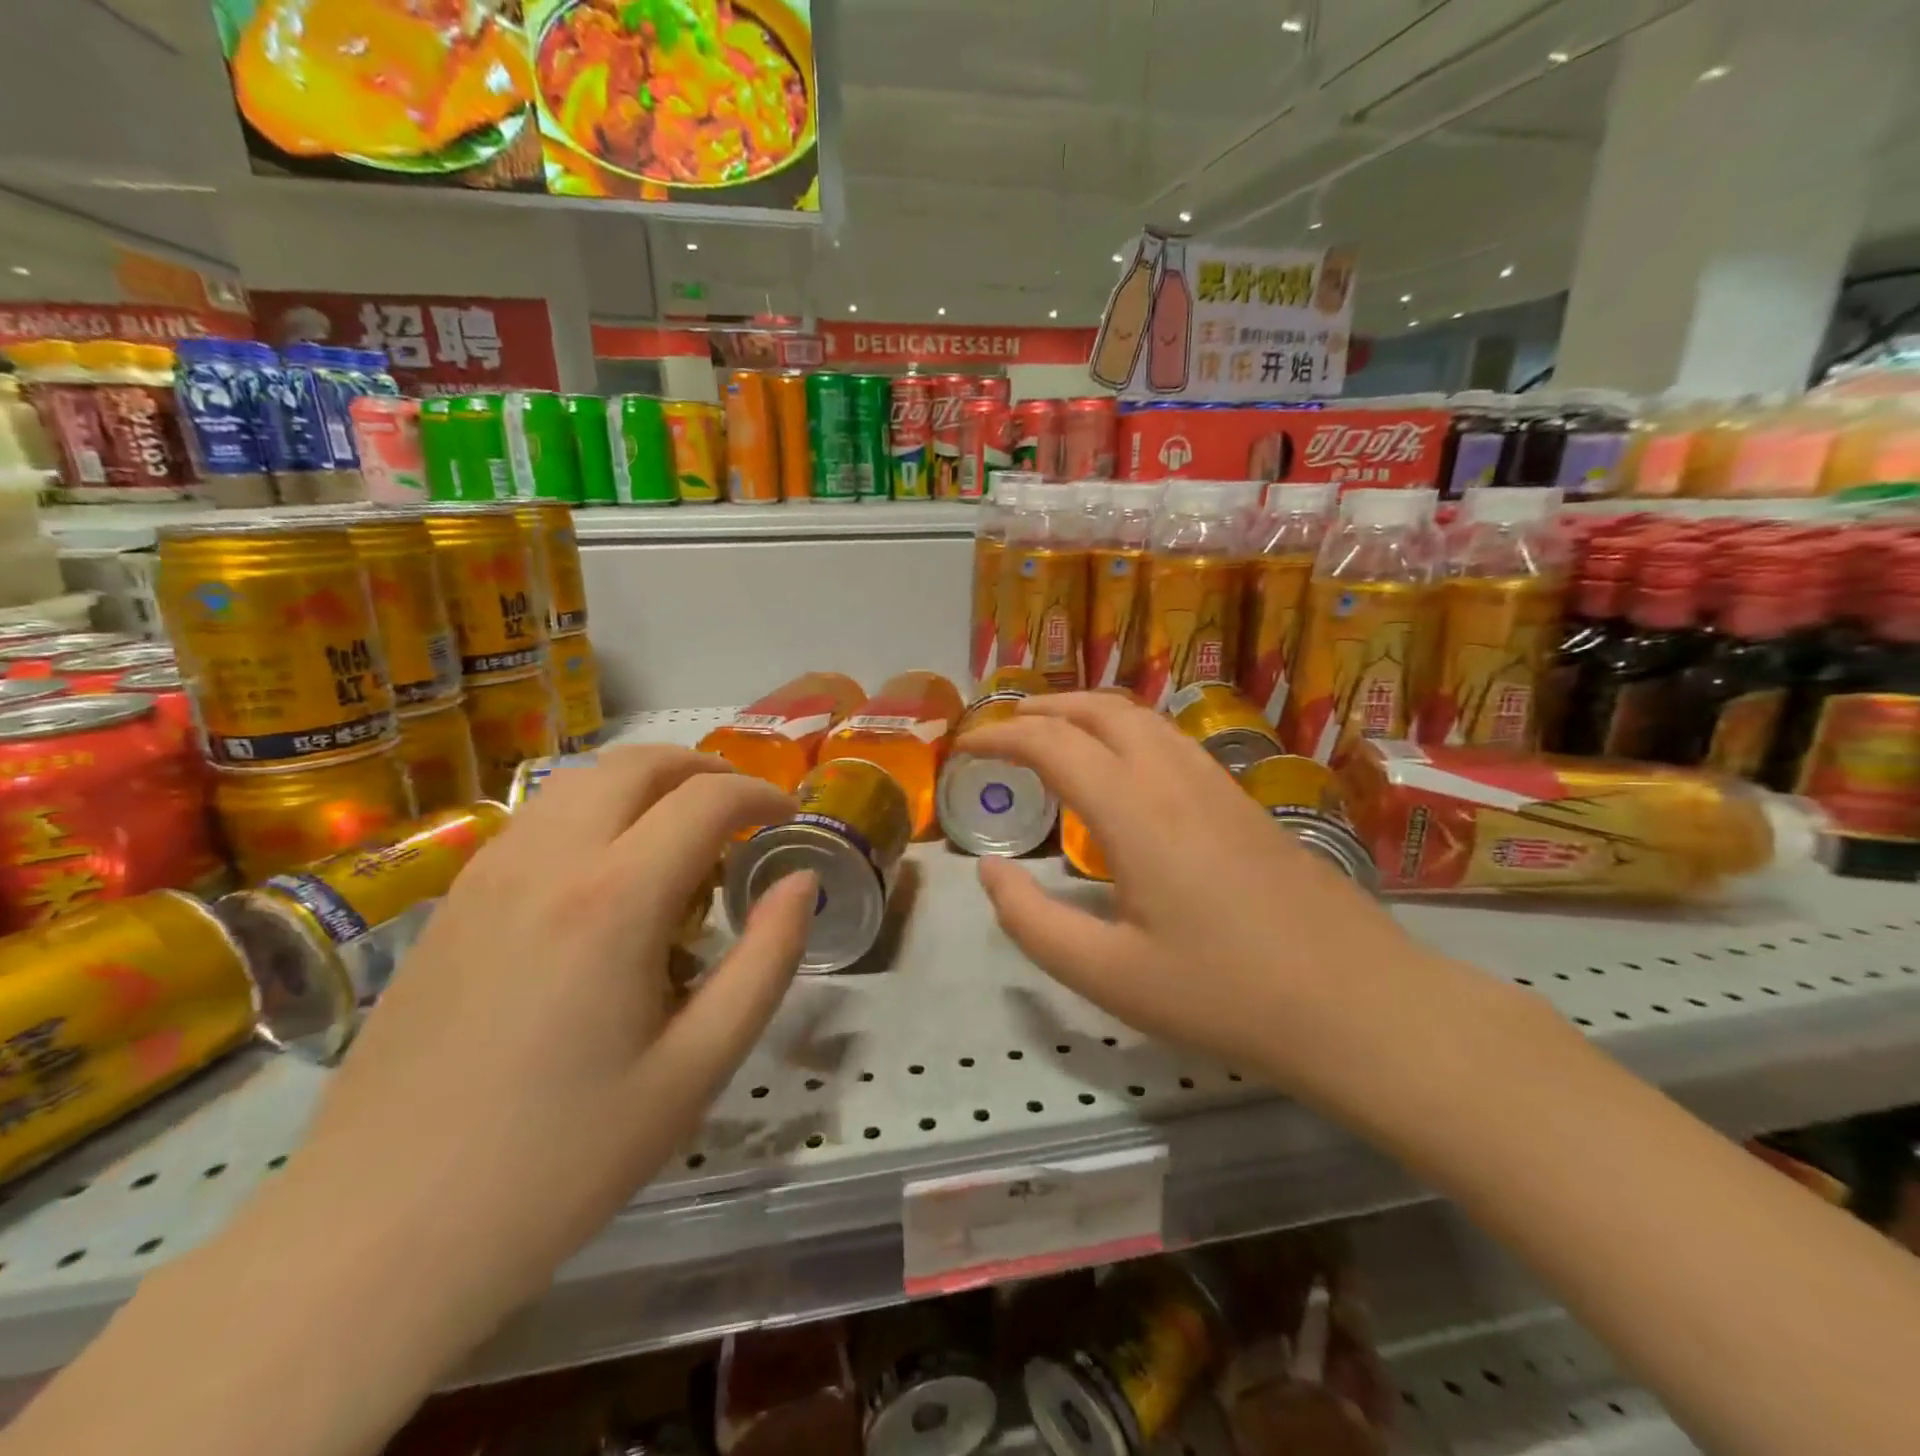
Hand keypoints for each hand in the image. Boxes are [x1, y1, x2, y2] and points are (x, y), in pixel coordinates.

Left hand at [278, 747, 815, 1339]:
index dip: (760, 795)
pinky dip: (593, 809)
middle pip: (638, 764)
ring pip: (581, 779)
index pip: (706, 800)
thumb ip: (766, 960)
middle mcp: (548, 861)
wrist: (381, 1234)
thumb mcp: (698, 1067)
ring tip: (681, 829)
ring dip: (645, 783)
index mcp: (615, 899)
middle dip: (704, 768)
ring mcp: (487, 875)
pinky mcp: (451, 902)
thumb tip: (801, 882)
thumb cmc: (564, 1158)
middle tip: (742, 808)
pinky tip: (606, 869)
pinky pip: (537, 817)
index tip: (788, 817)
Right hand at [957, 694, 1455, 1108]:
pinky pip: (1172, 740)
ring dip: (1089, 711)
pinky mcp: (1244, 801)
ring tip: (1055, 733)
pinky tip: (1123, 768)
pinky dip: (1127, 731)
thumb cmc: (1223, 995)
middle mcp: (1174, 778)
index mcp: (1134, 812)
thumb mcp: (1108, 976)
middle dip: (1044, 707)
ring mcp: (1217, 784)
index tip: (965, 749)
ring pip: (1143, 717)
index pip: (1053, 744)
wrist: (1355, 1003)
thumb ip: (1033, 923)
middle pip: (1101, 709)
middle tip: (1004, 728)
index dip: (1000, 737)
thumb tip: (988, 873)